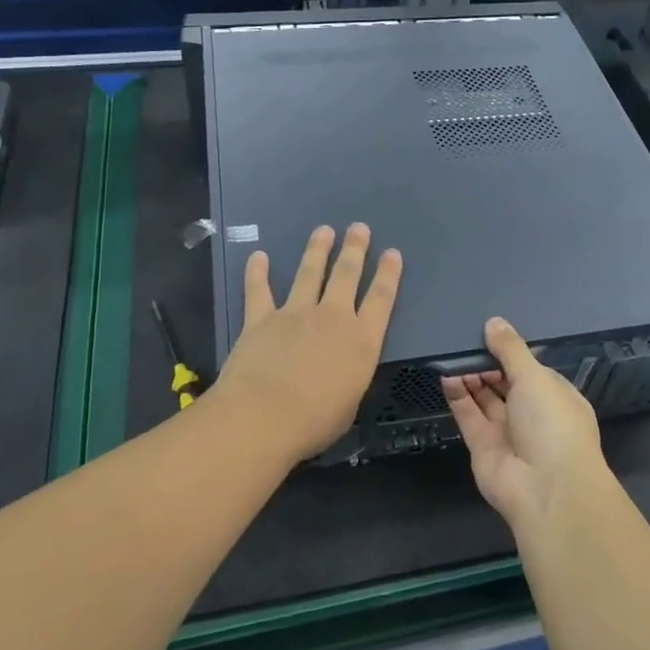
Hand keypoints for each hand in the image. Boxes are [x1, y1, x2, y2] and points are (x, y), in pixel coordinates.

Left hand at [212, 224, 402, 463]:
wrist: (263, 416)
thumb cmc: (314, 422)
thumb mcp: (349, 404)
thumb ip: (349, 378)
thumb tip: (344, 372)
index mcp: (362, 341)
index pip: (381, 299)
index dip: (388, 274)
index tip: (392, 253)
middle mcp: (332, 318)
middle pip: (347, 275)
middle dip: (355, 249)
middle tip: (359, 228)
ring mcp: (295, 314)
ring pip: (309, 273)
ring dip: (317, 250)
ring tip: (323, 231)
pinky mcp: (261, 319)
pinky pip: (259, 290)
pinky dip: (257, 273)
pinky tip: (258, 256)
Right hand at [443, 318, 608, 535]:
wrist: (546, 489)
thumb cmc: (552, 423)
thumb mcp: (535, 377)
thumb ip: (511, 349)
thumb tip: (494, 322)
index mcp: (555, 397)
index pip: (531, 369)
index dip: (511, 353)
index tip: (488, 334)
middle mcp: (532, 414)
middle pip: (505, 382)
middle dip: (487, 363)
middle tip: (463, 340)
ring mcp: (507, 431)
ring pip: (485, 398)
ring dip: (470, 376)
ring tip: (451, 352)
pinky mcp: (483, 446)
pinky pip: (468, 415)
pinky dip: (457, 396)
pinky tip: (446, 375)